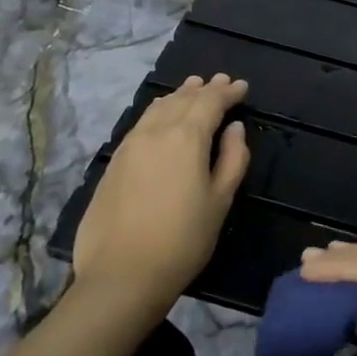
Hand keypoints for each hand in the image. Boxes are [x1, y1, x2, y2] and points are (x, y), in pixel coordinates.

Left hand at [72, 74, 250, 322]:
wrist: (122, 274)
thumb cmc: (183, 239)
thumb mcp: (220, 201)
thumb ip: (232, 158)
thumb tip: (234, 128)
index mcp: (186, 137)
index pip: (210, 102)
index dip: (228, 92)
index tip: (242, 87)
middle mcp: (156, 131)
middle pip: (183, 99)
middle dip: (205, 89)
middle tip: (221, 82)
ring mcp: (130, 144)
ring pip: (158, 107)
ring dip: (179, 95)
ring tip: (192, 88)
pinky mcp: (114, 161)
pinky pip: (142, 122)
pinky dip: (159, 110)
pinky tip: (162, 114)